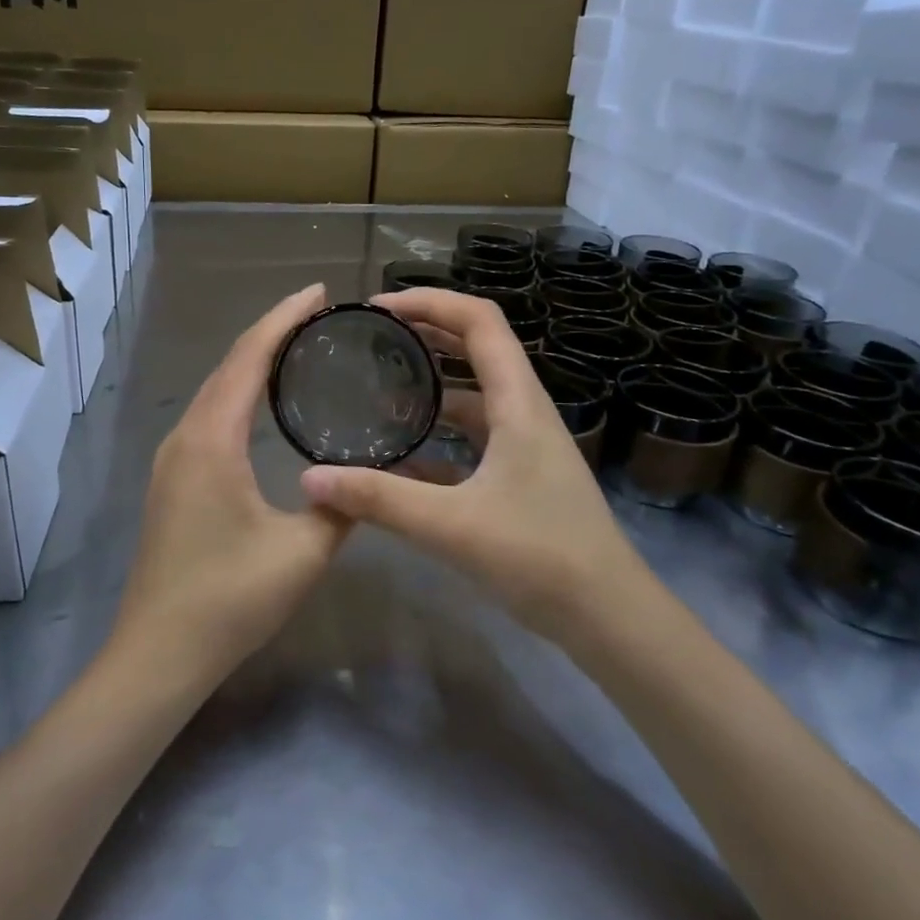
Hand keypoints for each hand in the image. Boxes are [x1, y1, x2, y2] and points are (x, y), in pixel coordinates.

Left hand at [115, 284, 351, 686]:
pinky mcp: (171, 480)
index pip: (248, 358)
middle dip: (271, 331)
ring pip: (214, 390)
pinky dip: (238, 393)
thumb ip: (341, 506)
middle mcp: (184, 436)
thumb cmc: (230, 599)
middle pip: (228, 365)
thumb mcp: (303, 552)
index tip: (319, 293)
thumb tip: (368, 479)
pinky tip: (262, 405)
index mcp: (211, 440)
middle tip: (318, 314)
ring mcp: (171, 459)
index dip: (283, 318)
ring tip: (297, 348)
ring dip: (252, 362)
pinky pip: (207, 416)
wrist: (159, 652)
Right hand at [300, 288, 655, 635]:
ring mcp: (524, 446)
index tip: (378, 309)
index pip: (479, 321)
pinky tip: (399, 457)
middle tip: (372, 338)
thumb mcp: (452, 525)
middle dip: (425, 334)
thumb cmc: (541, 558)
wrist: (608, 617)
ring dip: (430, 387)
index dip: (429, 302)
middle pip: (476, 349)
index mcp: (518, 403)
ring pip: (472, 397)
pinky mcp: (519, 477)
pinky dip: (436, 437)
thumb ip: (379, 499)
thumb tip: (310, 478)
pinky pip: (471, 440)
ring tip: (377, 390)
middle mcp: (524, 412)